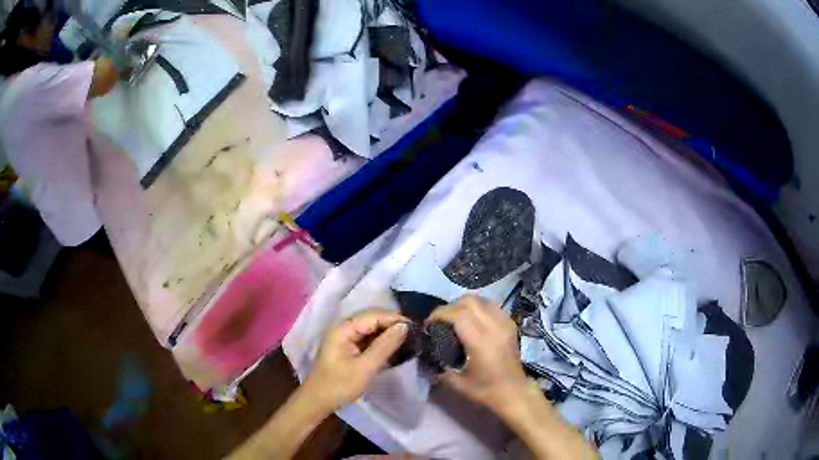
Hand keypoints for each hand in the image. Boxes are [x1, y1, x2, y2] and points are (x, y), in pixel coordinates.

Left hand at [304, 308, 408, 411]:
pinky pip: (368, 338)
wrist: (318, 401)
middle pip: (373, 318)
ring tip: (409, 339)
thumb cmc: (339, 385)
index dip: (395, 318)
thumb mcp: (364, 368)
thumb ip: (384, 346)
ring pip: (371, 328)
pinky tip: (394, 347)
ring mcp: (345, 337)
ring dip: (388, 333)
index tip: (416, 327)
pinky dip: (381, 341)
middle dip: (393, 324)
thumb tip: (404, 327)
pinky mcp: (348, 347)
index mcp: (344, 328)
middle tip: (415, 334)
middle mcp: (344, 327)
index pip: (374, 315)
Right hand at [429, 296, 527, 411]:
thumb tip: (426, 354)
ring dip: (464, 304)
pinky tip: (472, 320)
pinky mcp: (510, 324)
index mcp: (480, 342)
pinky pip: (491, 306)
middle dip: (450, 306)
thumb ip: (439, 366)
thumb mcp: (457, 383)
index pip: (458, 314)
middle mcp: (494, 327)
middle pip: (469, 301)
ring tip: (455, 318)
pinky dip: (478, 308)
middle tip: (441, 320)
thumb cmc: (486, 390)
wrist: (515, 392)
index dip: (440, 314)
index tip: (429, 323)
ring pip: (481, 300)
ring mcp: (504, 324)